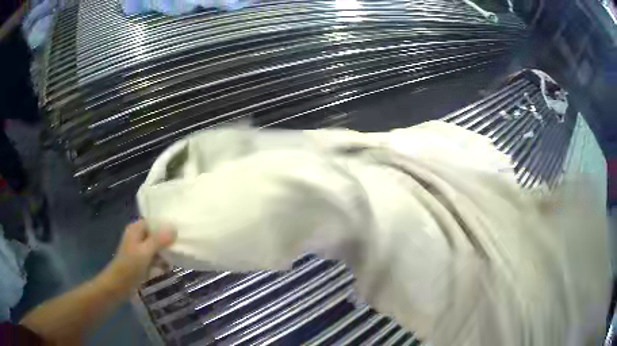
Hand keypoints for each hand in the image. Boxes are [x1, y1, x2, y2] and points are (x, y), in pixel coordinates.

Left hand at [102, 220, 175, 293]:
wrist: (119, 285)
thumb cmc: (130, 266)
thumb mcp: (145, 252)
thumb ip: (159, 240)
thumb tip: (175, 228)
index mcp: (136, 229)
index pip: (155, 221)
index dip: (166, 226)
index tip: (179, 234)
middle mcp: (138, 235)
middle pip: (156, 234)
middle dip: (167, 242)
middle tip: (178, 249)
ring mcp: (139, 248)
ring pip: (156, 246)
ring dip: (164, 253)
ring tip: (173, 260)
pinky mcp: (141, 259)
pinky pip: (154, 256)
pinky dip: (160, 261)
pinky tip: (166, 268)